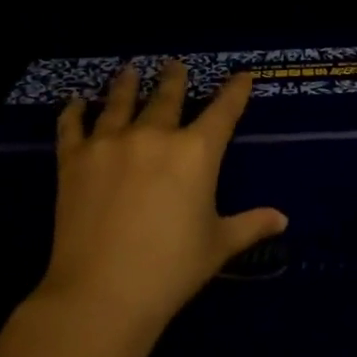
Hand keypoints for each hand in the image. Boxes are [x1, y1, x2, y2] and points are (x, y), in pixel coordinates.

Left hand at [41, 60, 286, 327]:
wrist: (103, 292)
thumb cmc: (172, 269)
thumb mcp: (218, 245)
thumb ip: (250, 225)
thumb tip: (282, 219)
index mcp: (196, 153)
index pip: (223, 111)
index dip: (235, 91)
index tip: (242, 75)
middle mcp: (154, 136)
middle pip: (168, 97)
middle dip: (174, 78)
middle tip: (174, 64)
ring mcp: (110, 143)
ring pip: (121, 102)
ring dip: (126, 84)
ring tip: (129, 69)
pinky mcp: (73, 160)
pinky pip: (73, 126)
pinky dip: (74, 111)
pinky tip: (76, 101)